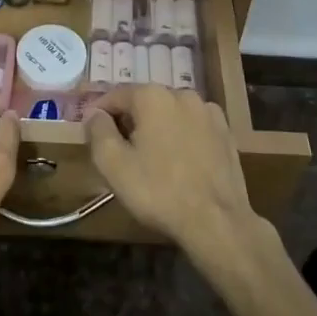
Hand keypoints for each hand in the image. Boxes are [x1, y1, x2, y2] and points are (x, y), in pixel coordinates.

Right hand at [84, 86, 256, 259]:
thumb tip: (95, 113)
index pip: (115, 95)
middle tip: (118, 150)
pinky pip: (192, 126)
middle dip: (129, 120)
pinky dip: (180, 136)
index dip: (99, 113)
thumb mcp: (113, 164)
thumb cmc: (158, 191)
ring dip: (156, 128)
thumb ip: (98, 131)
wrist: (217, 221)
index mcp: (152, 96)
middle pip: (144, 102)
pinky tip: (178, 162)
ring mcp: (208, 112)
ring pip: (170, 113)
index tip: (91, 133)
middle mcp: (182, 94)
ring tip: (149, 158)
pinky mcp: (225, 132)